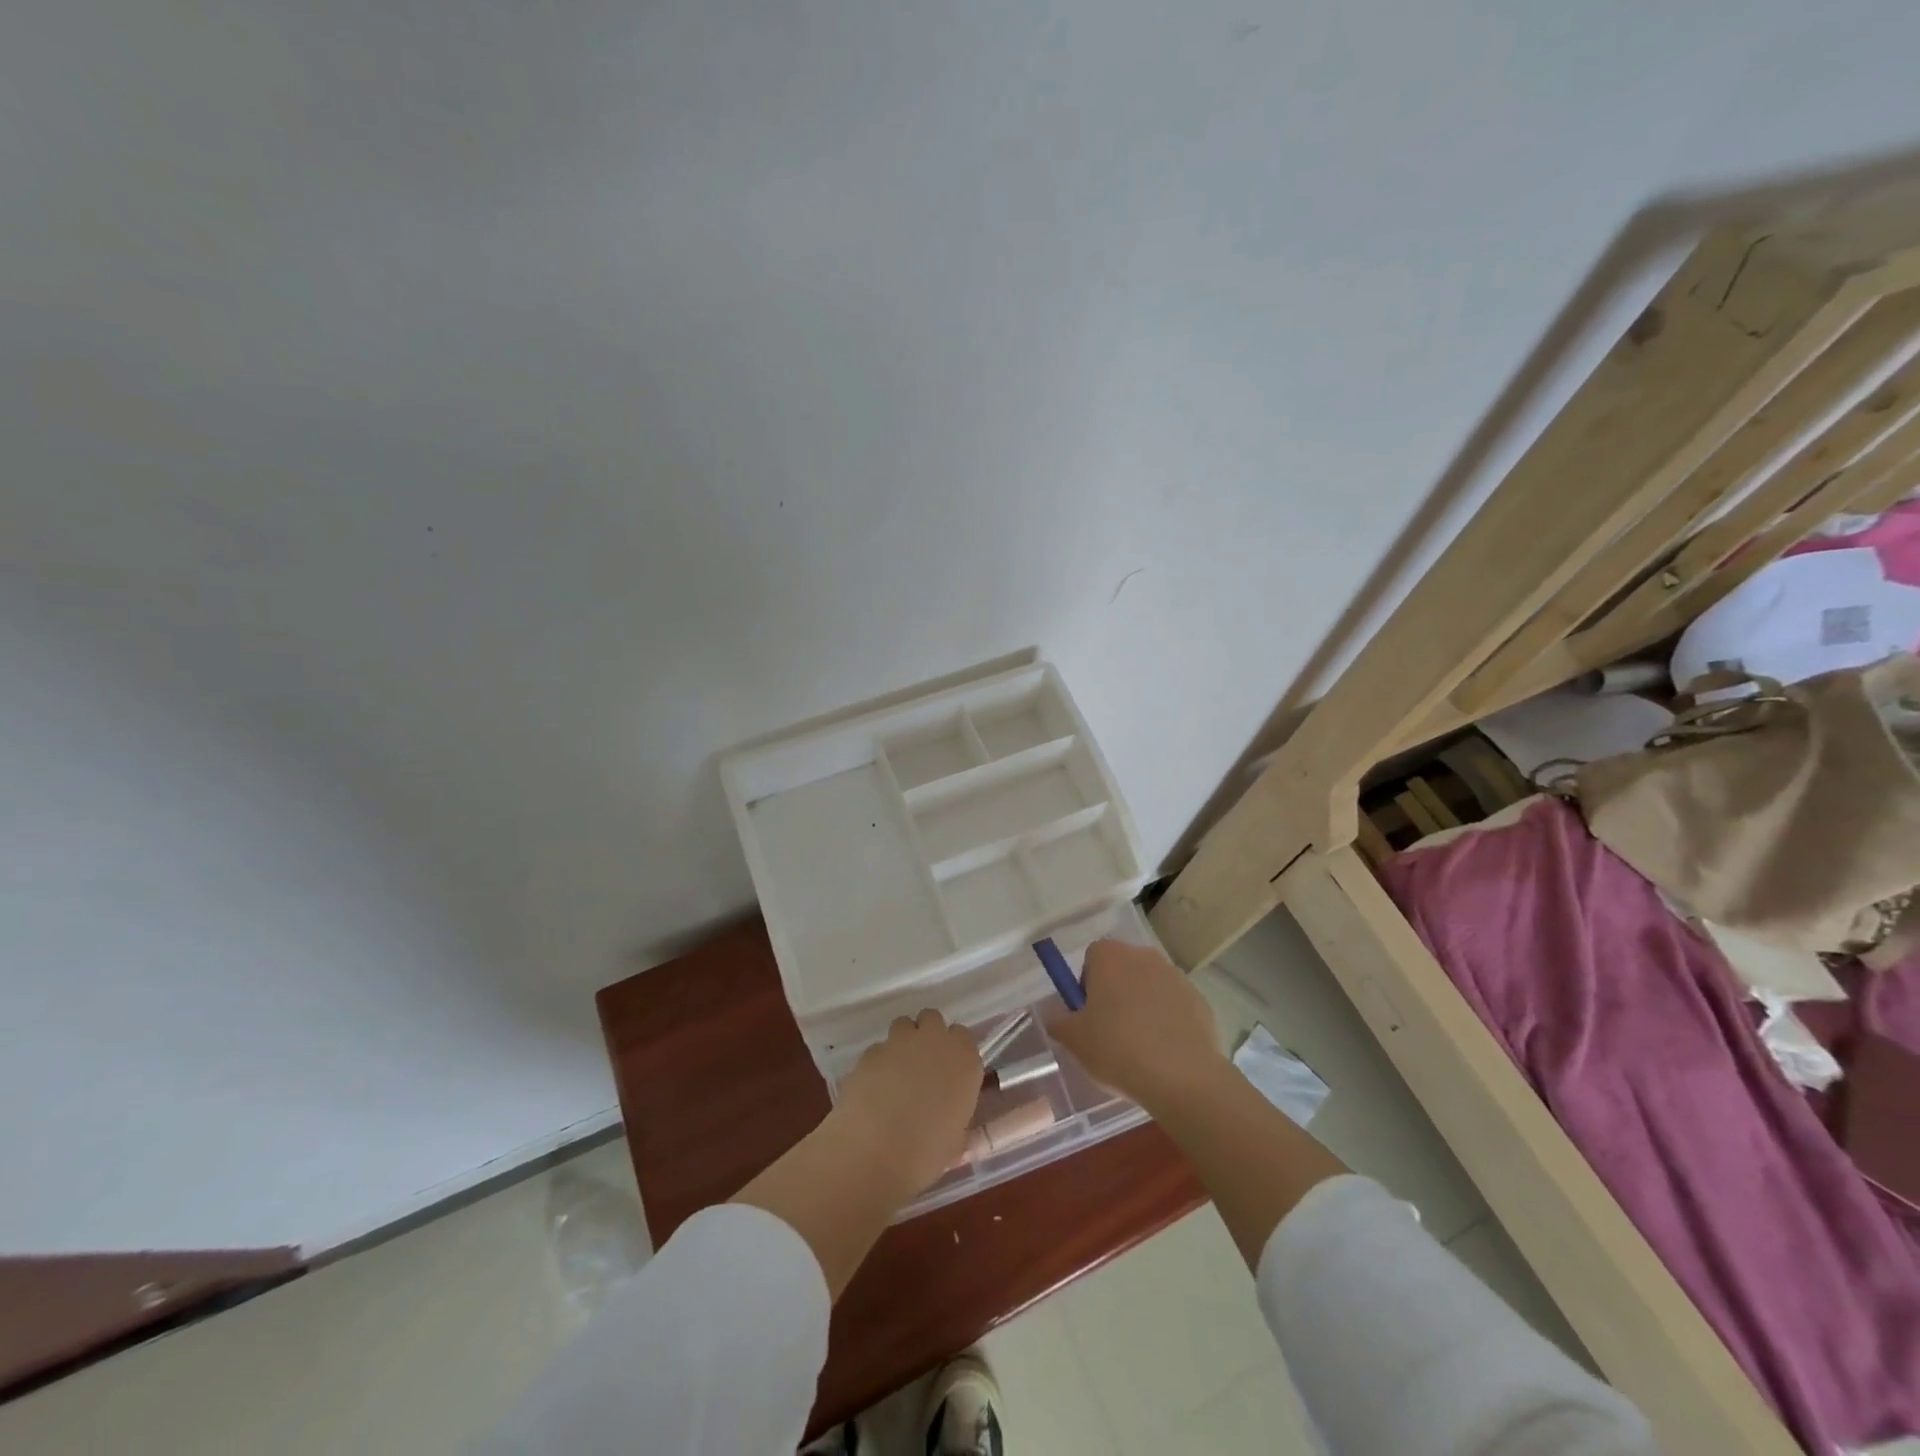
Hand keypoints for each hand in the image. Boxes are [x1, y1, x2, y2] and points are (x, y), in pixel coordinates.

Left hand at [834, 1010, 982, 1196]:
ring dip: (902, 1044)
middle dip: (927, 1035)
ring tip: (895, 1076)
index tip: (948, 1071)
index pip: (963, 1036)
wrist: (875, 1153)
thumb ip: (955, 1115)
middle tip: (922, 1067)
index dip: (954, 1052)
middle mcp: (934, 1041)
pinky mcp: (870, 1051)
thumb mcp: (956, 1139)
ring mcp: (899, 1042)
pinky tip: (872, 1091)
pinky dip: (878, 1064)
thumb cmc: (927, 1153)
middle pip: (932, 1019)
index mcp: (964, 1060)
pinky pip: (878, 1049)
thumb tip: (947, 1116)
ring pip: (903, 1026)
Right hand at [1048, 939, 1224, 1111]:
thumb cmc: (1117, 1048)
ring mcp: (1175, 976)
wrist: (1182, 1076)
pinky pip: (1174, 1006)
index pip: (1092, 958)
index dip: (1087, 985)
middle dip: (1115, 994)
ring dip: (1142, 1006)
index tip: (1088, 1015)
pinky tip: (1165, 1052)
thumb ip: (1058, 1022)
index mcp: (1110, 956)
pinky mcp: (1200, 1000)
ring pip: (1150, 987)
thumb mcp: (1074, 1040)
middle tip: (1110, 1032)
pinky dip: (1168, 1021)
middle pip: (1122, 969)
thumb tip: (1056, 1017)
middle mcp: (1143, 955)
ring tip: (1140, 1047)